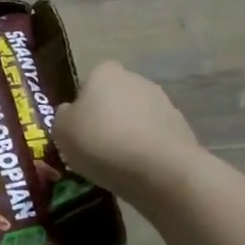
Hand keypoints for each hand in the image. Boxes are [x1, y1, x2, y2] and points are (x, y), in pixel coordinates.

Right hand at [53, 62, 205, 201]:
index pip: (89, 81)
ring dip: (128, 134)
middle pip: (115, 98)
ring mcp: (164, 104)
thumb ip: (63, 116)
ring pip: (136, 118)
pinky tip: (138, 171)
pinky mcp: (183, 130)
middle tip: (95, 147)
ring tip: (117, 164)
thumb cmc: (102, 142)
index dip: (82, 104)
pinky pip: (154, 138)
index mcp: (105, 73)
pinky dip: (146, 150)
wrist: (161, 171)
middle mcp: (137, 80)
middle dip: (107, 117)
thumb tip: (72, 113)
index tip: (78, 128)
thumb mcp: (61, 130)